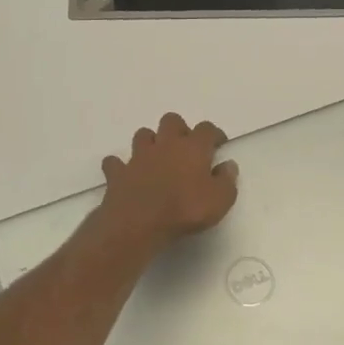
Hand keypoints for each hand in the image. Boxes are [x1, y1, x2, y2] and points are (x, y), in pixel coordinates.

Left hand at [100, 113, 237, 248]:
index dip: (214, 134)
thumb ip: (227, 180)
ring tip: (157, 158)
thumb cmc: (185, 210)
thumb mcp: (220, 200)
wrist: (138, 223)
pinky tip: (126, 174)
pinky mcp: (118, 173)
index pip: (207, 129)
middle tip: (185, 148)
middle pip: (171, 121)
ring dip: (150, 142)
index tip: (219, 144)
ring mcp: (138, 157)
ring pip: (143, 135)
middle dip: (179, 129)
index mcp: (193, 148)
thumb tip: (228, 165)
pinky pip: (115, 163)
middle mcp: (165, 144)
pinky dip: (120, 166)